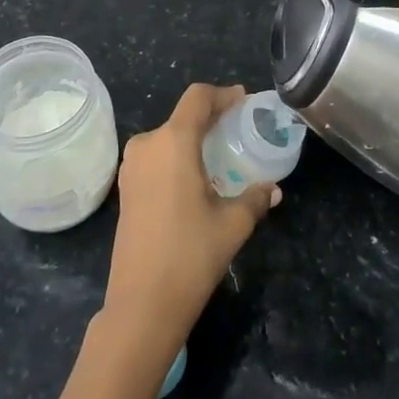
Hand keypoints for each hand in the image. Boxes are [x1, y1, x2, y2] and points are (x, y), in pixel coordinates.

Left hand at [101, 84, 280, 351]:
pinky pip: (155, 157)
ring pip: (167, 137)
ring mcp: (131, 166)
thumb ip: (255, 199)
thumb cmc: (190, 256)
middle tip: (237, 131)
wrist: (141, 304)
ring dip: (192, 139)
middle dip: (211, 119)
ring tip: (219, 156)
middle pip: (183, 116)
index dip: (223, 94)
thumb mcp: (232, 225)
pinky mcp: (125, 187)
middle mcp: (148, 144)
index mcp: (173, 141)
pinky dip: (176, 157)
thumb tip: (273, 190)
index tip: (243, 101)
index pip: (198, 98)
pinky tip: (195, 179)